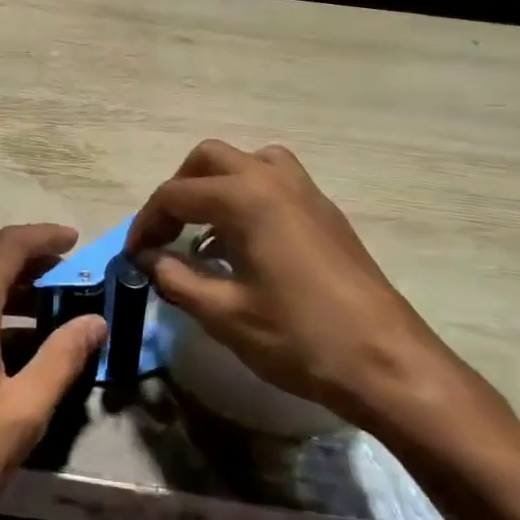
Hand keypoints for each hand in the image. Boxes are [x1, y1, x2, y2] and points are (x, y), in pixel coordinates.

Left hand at [0, 224, 107, 519]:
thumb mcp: (22, 412)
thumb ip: (62, 357)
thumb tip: (96, 321)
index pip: (10, 245)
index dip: (46, 236)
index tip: (79, 241)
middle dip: (35, 266)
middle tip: (77, 284)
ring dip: (14, 291)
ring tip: (57, 312)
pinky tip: (18, 343)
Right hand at [128, 140, 472, 439]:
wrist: (387, 361)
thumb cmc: (300, 337)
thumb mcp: (225, 314)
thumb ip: (177, 278)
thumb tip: (148, 258)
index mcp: (245, 198)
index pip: (176, 194)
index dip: (146, 223)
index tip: (133, 254)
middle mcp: (273, 179)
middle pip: (209, 159)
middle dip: (178, 189)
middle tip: (164, 232)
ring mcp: (305, 191)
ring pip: (246, 162)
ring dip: (215, 184)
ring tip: (203, 229)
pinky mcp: (325, 211)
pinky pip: (273, 181)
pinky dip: (246, 195)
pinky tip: (243, 243)